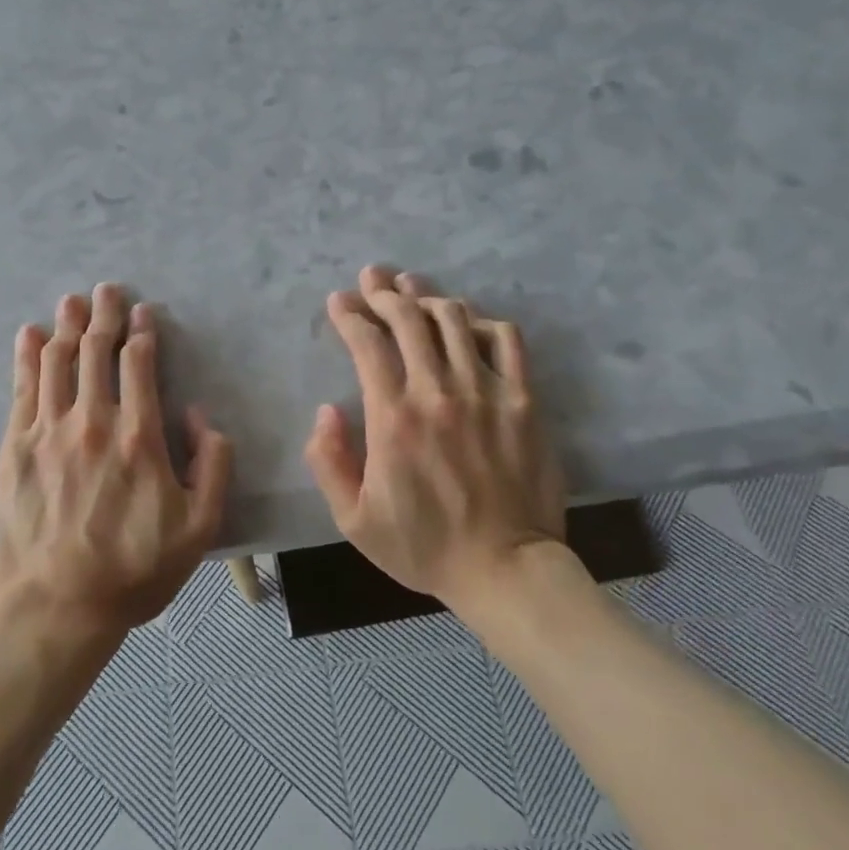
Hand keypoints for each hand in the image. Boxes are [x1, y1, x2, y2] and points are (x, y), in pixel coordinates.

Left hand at [0, 284, 230, 646]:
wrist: (54, 612)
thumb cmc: (132, 573)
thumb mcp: (199, 529)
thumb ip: (213, 466)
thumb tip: (200, 417)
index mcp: (137, 438)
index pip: (139, 365)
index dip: (142, 332)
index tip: (143, 312)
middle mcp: (91, 423)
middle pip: (96, 353)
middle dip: (104, 315)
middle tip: (107, 289)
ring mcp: (47, 433)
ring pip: (57, 362)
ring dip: (67, 326)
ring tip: (72, 300)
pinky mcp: (14, 450)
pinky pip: (21, 390)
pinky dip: (26, 357)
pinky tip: (30, 335)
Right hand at [305, 266, 567, 607]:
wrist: (505, 570)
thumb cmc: (423, 546)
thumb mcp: (353, 520)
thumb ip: (328, 461)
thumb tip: (326, 410)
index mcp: (392, 418)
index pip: (367, 343)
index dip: (349, 315)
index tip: (338, 303)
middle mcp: (437, 393)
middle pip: (408, 318)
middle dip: (383, 292)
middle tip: (372, 280)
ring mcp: (485, 392)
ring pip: (454, 319)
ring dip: (427, 296)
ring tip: (412, 287)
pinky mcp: (522, 401)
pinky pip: (506, 340)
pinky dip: (483, 321)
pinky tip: (468, 322)